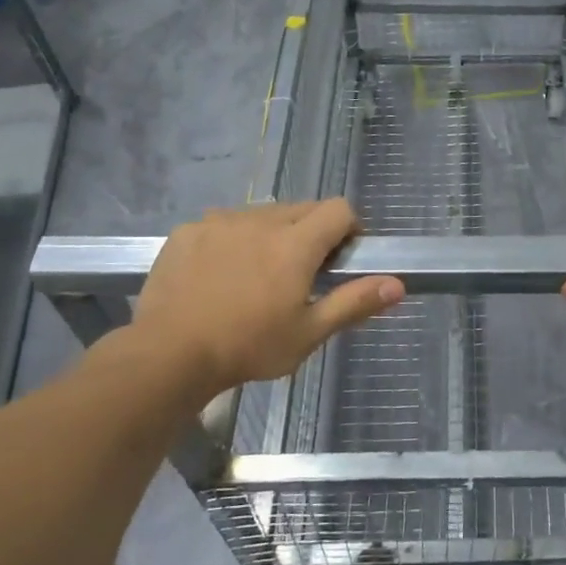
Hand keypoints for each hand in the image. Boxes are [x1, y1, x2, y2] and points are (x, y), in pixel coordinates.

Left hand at [124, 200, 403, 401]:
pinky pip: (224, 223)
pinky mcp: (188, 230)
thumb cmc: (248, 347)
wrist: (168, 355)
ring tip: (259, 274)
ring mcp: (220, 221)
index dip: (349, 227)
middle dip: (312, 232)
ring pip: (263, 214)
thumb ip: (354, 302)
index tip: (342, 257)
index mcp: (295, 243)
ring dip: (273, 233)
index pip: (338, 209)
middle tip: (302, 273)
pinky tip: (221, 274)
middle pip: (302, 209)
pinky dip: (234, 239)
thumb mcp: (308, 333)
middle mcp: (261, 220)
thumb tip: (398, 284)